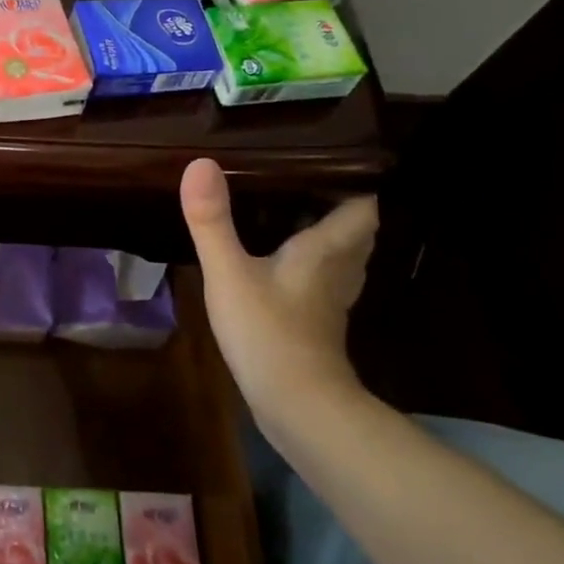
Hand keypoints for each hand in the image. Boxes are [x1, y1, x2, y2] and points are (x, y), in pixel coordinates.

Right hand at [180, 159, 377, 423]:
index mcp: (326, 249)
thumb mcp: (229, 272)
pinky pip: (322, 280)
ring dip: (325, 235)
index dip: (353, 180)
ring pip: (341, 257)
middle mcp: (338, 270)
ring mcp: (330, 301)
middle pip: (355, 230)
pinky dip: (310, 264)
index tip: (325, 157)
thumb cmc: (268, 332)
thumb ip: (212, 220)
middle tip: (298, 180)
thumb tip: (200, 163)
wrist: (298, 406)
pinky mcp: (317, 324)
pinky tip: (279, 262)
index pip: (362, 205)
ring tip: (288, 212)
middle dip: (336, 204)